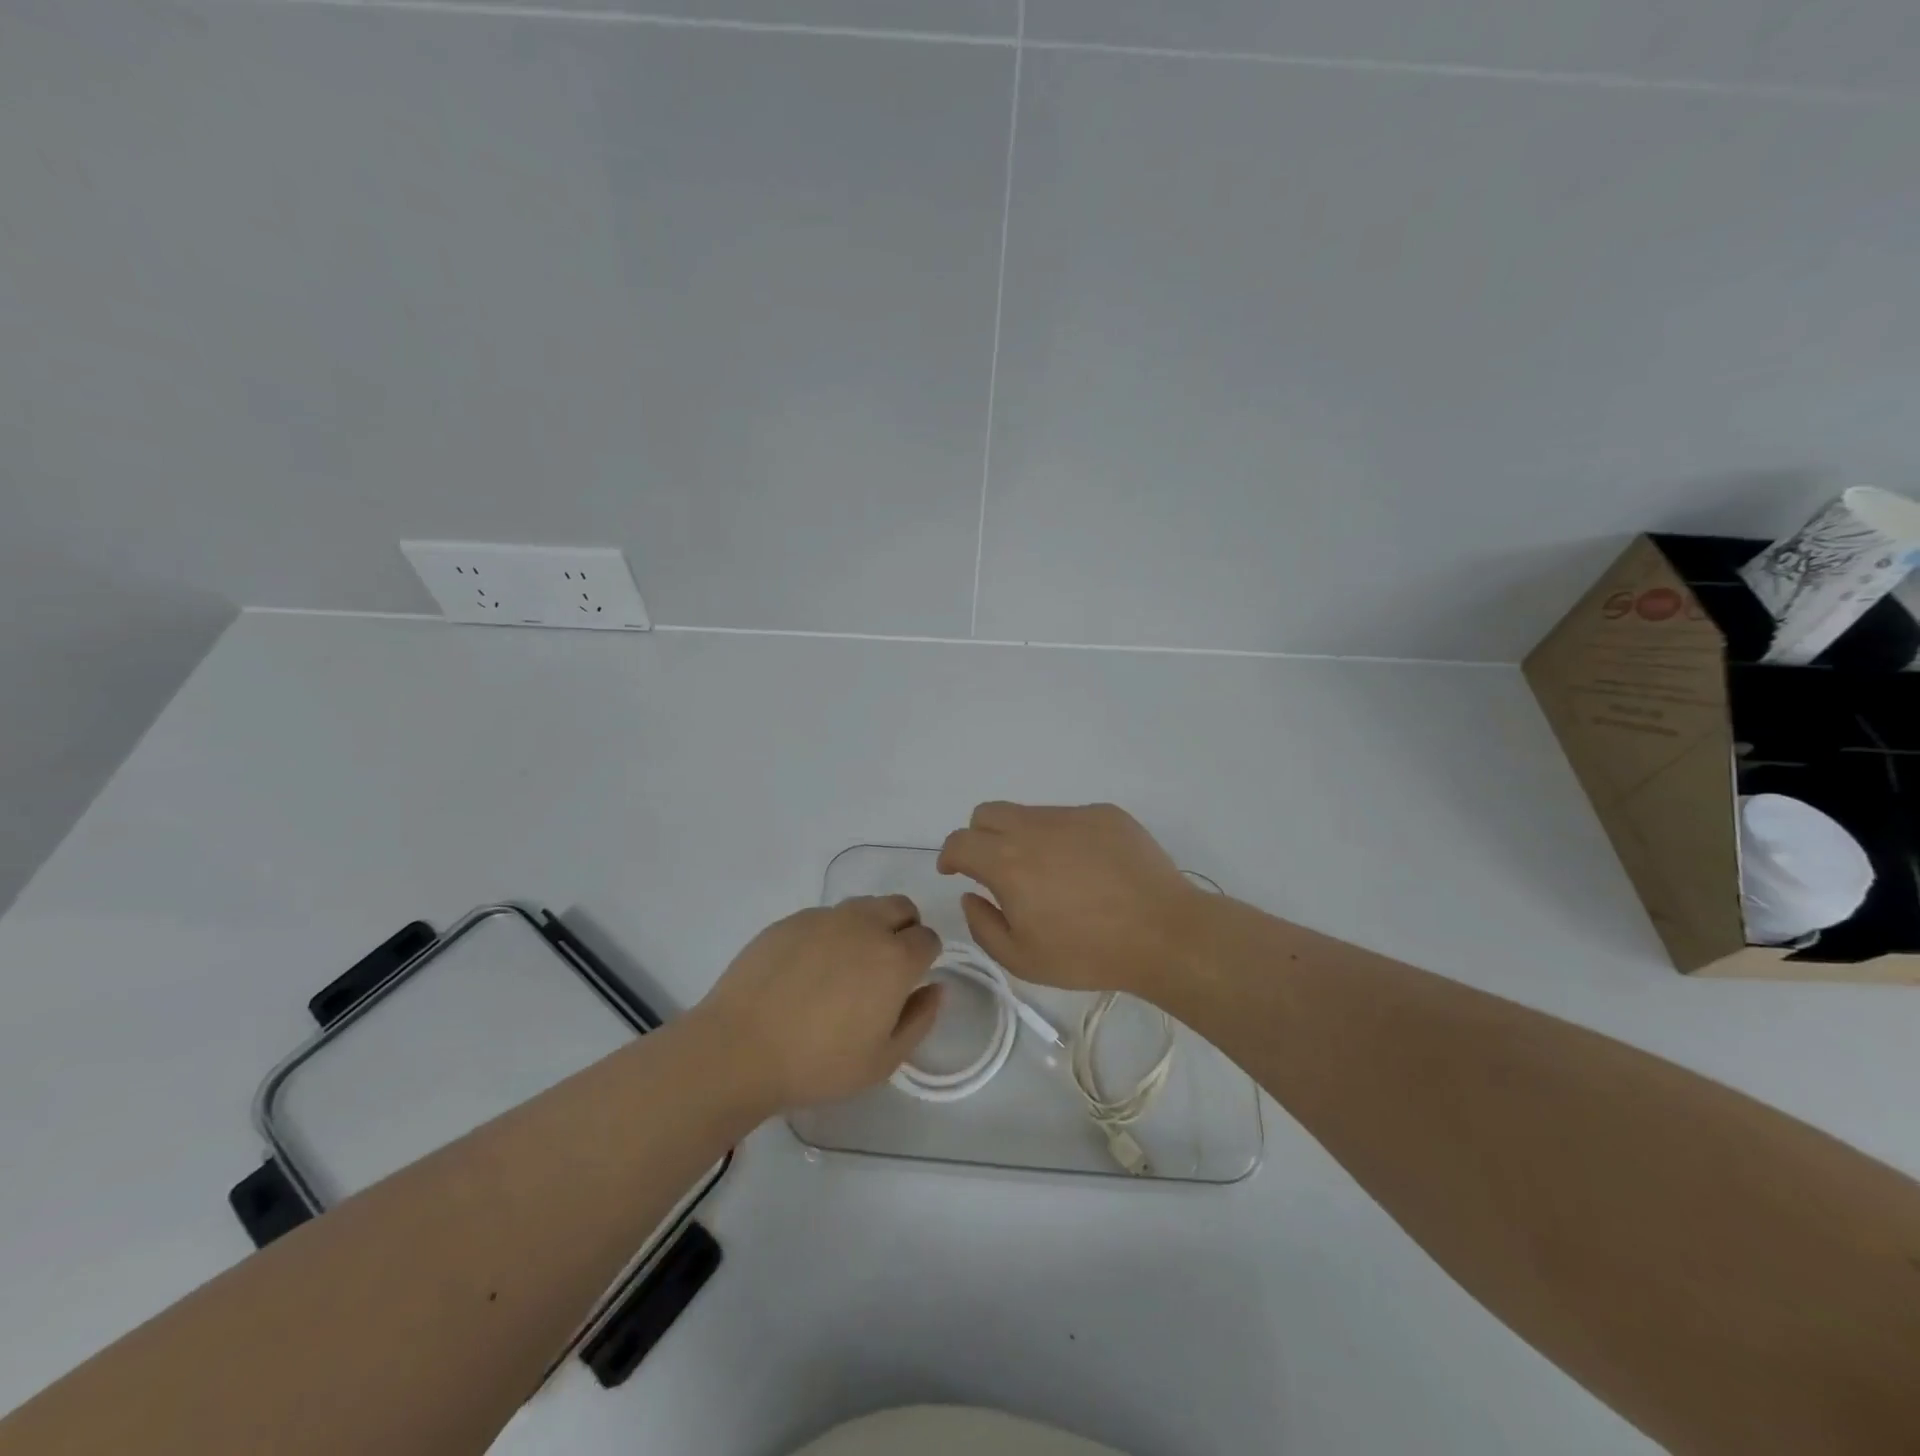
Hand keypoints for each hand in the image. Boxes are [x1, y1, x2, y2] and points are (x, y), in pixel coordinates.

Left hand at [692, 896, 942, 1110]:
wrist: (739, 1048)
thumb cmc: (818, 1064)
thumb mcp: (883, 1060)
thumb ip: (920, 1019)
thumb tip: (935, 988)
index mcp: (895, 958)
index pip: (928, 938)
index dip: (925, 958)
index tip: (909, 981)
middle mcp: (865, 926)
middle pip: (901, 907)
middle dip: (904, 929)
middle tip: (885, 967)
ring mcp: (825, 918)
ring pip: (863, 907)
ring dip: (869, 927)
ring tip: (845, 967)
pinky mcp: (791, 920)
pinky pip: (825, 917)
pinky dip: (830, 934)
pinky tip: (807, 970)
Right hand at [938, 801, 1205, 998]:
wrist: (1163, 933)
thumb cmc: (1088, 953)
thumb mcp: (1022, 959)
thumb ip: (983, 925)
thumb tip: (972, 896)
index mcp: (1007, 862)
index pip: (960, 841)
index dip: (949, 855)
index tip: (954, 871)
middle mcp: (1035, 828)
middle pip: (987, 813)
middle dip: (980, 837)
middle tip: (996, 869)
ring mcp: (1073, 816)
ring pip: (1030, 814)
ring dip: (1024, 838)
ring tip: (1052, 875)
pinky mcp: (1106, 814)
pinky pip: (1069, 818)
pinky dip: (1064, 838)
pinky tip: (1088, 870)